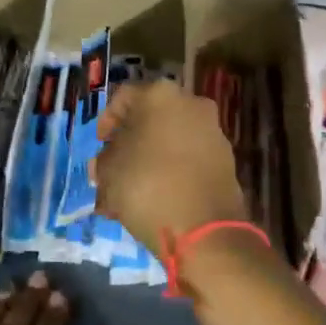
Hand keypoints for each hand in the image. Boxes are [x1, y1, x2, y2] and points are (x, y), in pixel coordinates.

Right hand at [94, 80, 247, 259]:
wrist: (205, 230)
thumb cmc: (148, 186)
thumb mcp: (109, 172)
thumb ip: (103, 160)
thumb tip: (107, 161)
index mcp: (159, 94)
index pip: (122, 98)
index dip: (106, 123)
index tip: (99, 148)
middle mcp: (190, 103)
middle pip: (149, 119)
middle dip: (129, 144)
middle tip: (114, 171)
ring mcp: (212, 131)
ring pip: (170, 140)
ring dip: (150, 160)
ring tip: (133, 193)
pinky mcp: (226, 159)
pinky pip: (189, 158)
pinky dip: (172, 171)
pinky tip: (157, 199)